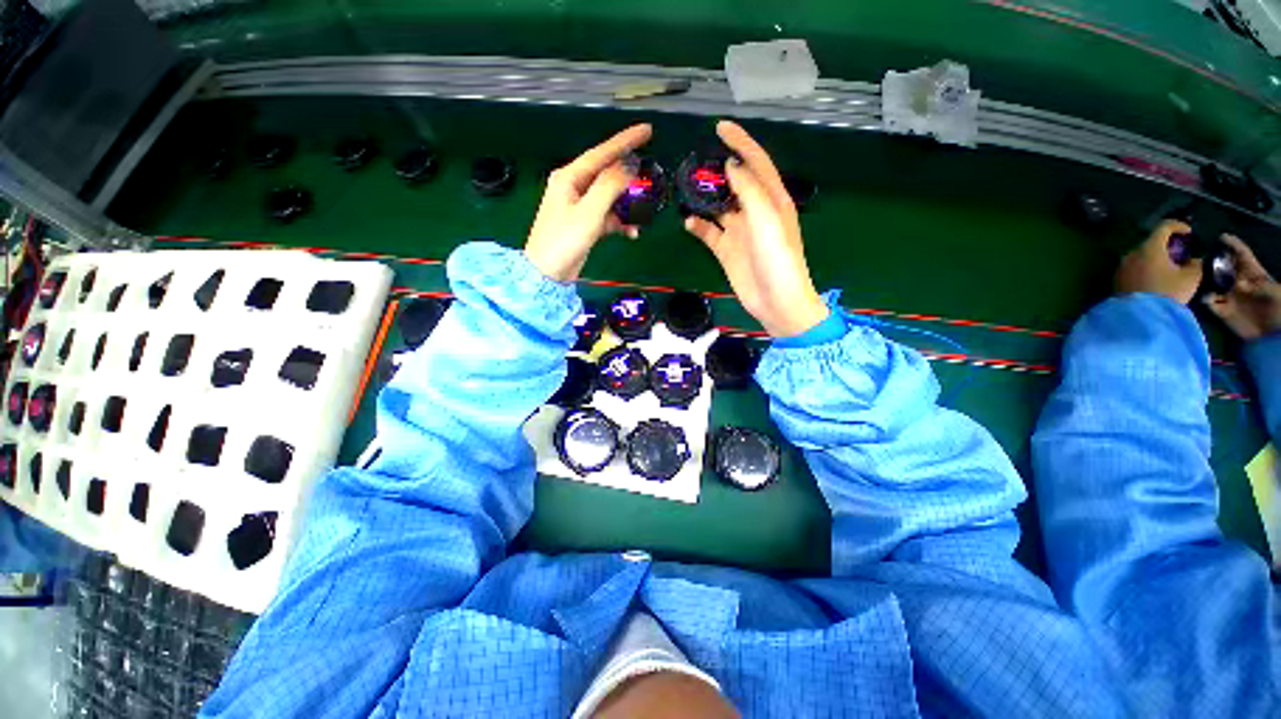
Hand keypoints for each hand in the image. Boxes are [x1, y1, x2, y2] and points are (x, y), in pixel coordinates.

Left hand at [525, 124, 651, 281]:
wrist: (548, 273)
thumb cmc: (564, 240)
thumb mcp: (589, 212)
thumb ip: (609, 186)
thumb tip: (629, 167)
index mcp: (570, 177)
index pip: (601, 152)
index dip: (625, 140)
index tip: (647, 130)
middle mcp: (575, 187)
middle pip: (607, 174)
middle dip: (630, 175)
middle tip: (651, 174)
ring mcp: (581, 207)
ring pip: (611, 197)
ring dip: (627, 205)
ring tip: (644, 212)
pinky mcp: (586, 224)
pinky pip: (608, 216)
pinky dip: (620, 222)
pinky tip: (631, 232)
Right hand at [684, 121, 827, 337]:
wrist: (775, 300)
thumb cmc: (777, 258)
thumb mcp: (766, 218)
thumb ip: (749, 189)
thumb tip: (730, 166)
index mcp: (773, 200)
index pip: (756, 162)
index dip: (741, 142)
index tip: (720, 127)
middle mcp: (756, 212)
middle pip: (734, 183)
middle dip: (716, 171)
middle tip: (694, 162)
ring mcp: (740, 232)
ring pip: (718, 207)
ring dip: (703, 199)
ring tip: (684, 189)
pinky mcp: (727, 251)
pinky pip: (709, 233)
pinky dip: (698, 226)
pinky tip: (687, 222)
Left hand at [1115, 220, 1202, 304]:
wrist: (1140, 316)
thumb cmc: (1168, 293)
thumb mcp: (1191, 277)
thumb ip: (1195, 264)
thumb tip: (1193, 260)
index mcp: (1149, 248)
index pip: (1163, 226)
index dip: (1179, 226)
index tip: (1189, 233)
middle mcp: (1131, 253)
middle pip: (1151, 241)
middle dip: (1167, 244)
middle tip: (1181, 253)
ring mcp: (1122, 266)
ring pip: (1142, 255)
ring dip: (1156, 257)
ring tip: (1170, 267)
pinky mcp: (1117, 279)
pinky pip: (1134, 267)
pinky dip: (1146, 267)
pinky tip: (1156, 277)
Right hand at [1205, 235, 1280, 340]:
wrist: (1272, 337)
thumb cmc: (1277, 309)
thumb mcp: (1274, 293)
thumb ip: (1257, 285)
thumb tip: (1238, 283)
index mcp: (1252, 273)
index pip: (1242, 254)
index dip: (1232, 244)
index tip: (1221, 237)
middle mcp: (1237, 282)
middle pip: (1222, 266)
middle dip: (1212, 261)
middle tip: (1199, 255)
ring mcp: (1228, 297)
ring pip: (1211, 283)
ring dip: (1204, 280)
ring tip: (1193, 274)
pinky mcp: (1221, 311)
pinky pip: (1208, 303)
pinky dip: (1204, 300)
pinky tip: (1205, 298)